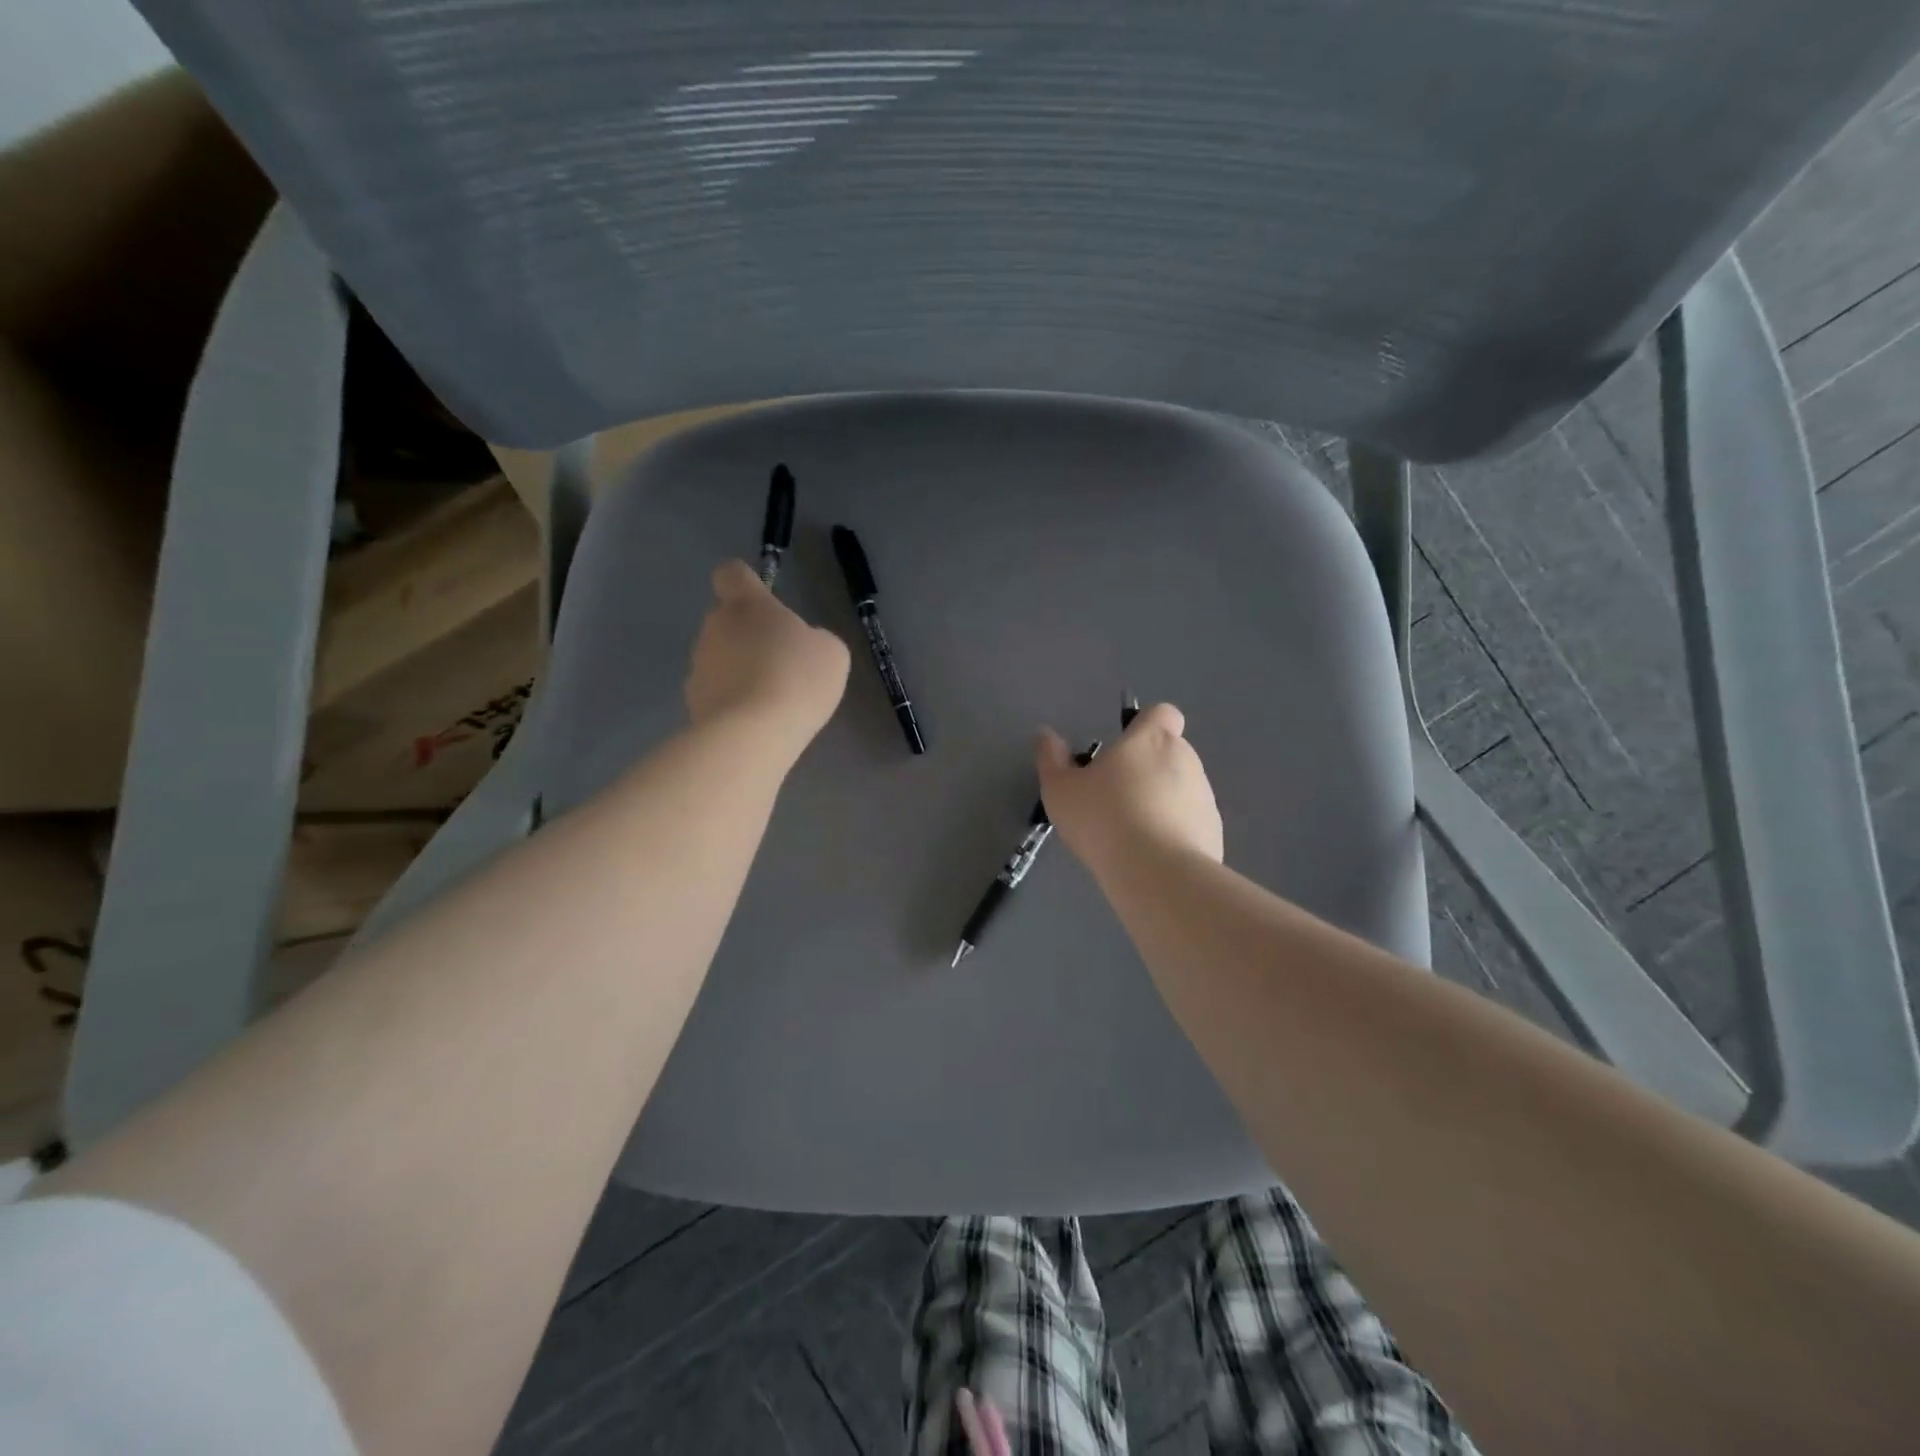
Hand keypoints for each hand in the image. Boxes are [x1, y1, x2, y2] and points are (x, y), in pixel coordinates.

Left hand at [685, 560, 849, 754]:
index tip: (762, 600)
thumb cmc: (797, 679)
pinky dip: (732, 702)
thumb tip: (800, 645)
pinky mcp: (692, 703)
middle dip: (749, 637)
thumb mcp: (831, 653)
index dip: (745, 582)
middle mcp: (714, 627)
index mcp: (747, 605)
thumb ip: (814, 639)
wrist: (752, 735)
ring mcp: (698, 666)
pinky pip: (716, 693)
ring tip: (770, 699)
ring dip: (740, 671)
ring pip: (720, 659)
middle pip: (727, 621)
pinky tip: (756, 722)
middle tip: (781, 663)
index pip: (732, 574)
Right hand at [1036, 702, 1222, 876]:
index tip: (1124, 747)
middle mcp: (1185, 759)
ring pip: (1180, 788)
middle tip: (1114, 795)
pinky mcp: (1213, 831)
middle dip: (1146, 767)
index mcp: (1151, 739)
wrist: (1157, 874)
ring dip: (1160, 800)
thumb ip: (1052, 758)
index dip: (1145, 724)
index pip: (1162, 713)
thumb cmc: (1103, 819)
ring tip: (1130, 831)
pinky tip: (1150, 855)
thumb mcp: (1061, 790)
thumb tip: (1046, 735)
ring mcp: (1204, 796)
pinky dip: (1174, 831)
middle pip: (1169, 751)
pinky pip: (1190, 822)